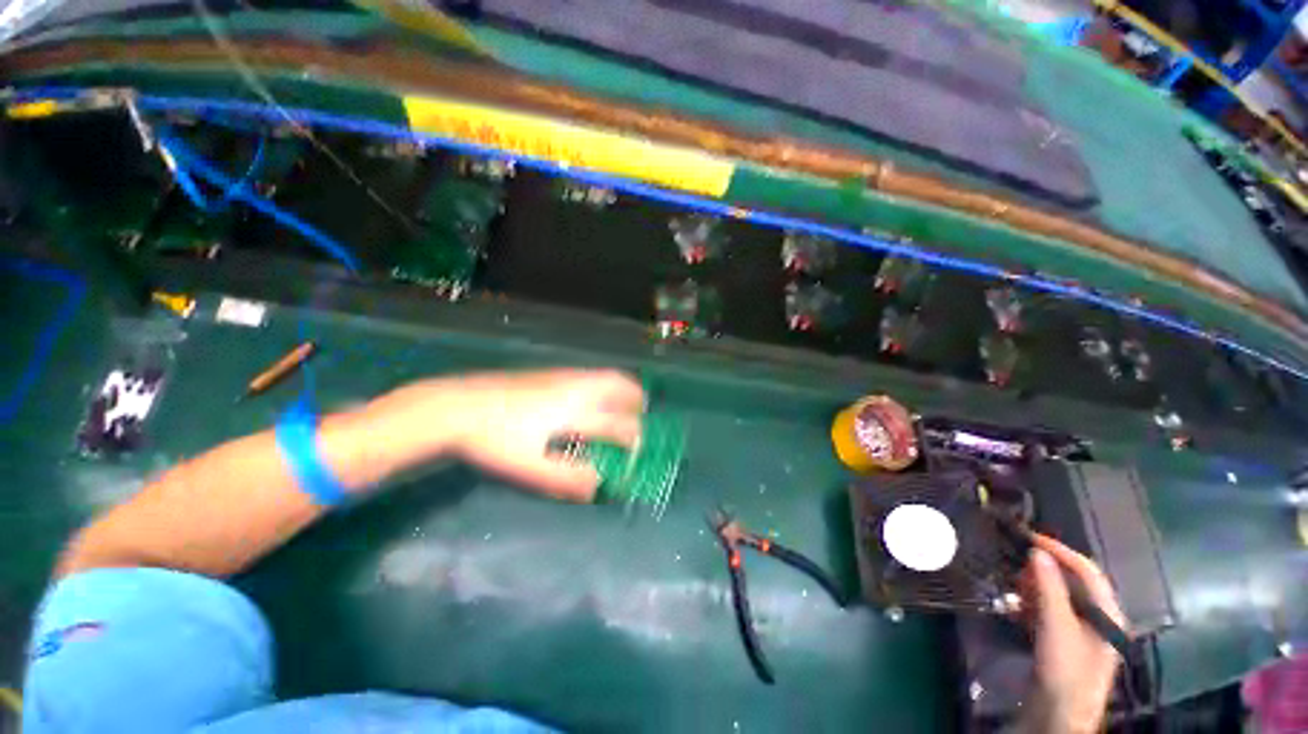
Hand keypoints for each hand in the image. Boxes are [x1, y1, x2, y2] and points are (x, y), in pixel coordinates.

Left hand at [415, 369, 645, 500]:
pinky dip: (603, 384)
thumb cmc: (494, 441)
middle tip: (642, 413)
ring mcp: (562, 377)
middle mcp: (575, 389)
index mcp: (573, 412)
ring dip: (621, 388)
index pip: (617, 424)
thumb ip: (568, 479)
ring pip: (604, 375)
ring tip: (624, 402)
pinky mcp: (549, 373)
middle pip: (618, 385)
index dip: (633, 439)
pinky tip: (592, 397)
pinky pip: (590, 375)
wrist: (457, 406)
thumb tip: (600, 485)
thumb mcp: (531, 469)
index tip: (639, 451)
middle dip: (636, 399)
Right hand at [1021, 534, 1125, 733]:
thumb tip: (1037, 552)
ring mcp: (1083, 632)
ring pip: (1060, 598)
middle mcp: (1100, 618)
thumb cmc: (1066, 668)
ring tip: (1013, 582)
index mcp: (1108, 613)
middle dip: (1045, 570)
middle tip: (1016, 561)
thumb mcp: (1057, 626)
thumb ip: (1049, 588)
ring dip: (1036, 586)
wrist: (1059, 713)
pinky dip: (1034, 604)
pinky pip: (1051, 613)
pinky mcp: (1066, 642)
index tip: (1030, 538)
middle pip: (1074, 584)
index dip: (1061, 551)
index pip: (1088, 571)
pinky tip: (1016, 605)